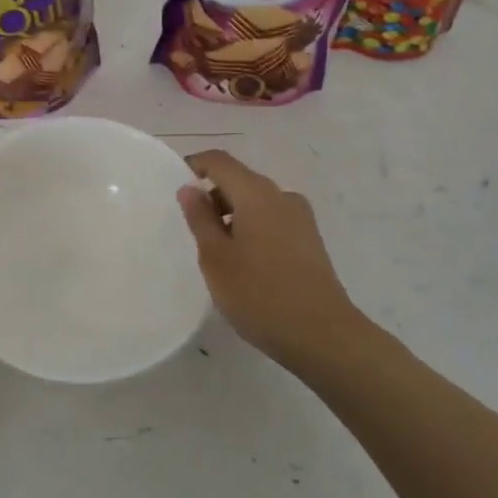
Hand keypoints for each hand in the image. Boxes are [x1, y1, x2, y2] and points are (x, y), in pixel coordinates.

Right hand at [177, 150, 363, 369]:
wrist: (323, 336)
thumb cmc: (260, 294)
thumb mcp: (216, 258)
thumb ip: (200, 218)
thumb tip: (190, 189)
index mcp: (256, 193)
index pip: (219, 161)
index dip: (194, 166)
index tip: (174, 188)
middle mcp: (282, 196)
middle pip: (239, 180)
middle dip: (212, 196)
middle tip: (190, 229)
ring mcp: (300, 218)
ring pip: (256, 202)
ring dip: (231, 216)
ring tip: (216, 252)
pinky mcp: (310, 241)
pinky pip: (272, 220)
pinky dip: (251, 229)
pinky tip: (244, 264)